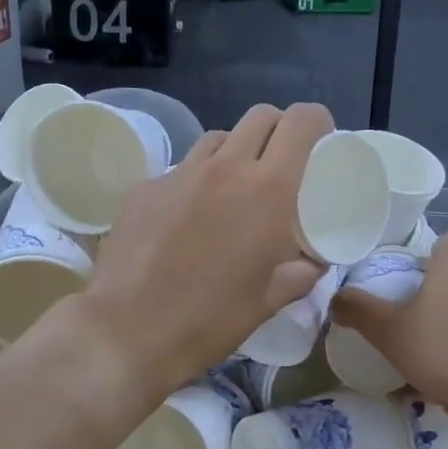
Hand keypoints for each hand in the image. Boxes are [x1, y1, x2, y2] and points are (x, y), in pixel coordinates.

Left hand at [78, 104, 332, 394]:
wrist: (128, 331)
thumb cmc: (209, 320)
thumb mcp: (267, 302)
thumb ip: (300, 274)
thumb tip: (312, 263)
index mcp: (267, 191)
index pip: (301, 122)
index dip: (317, 124)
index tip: (320, 145)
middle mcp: (224, 168)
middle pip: (260, 117)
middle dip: (277, 131)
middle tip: (279, 166)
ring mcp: (179, 174)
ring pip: (217, 138)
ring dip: (234, 152)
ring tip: (231, 189)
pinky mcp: (143, 188)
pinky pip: (179, 170)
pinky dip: (194, 182)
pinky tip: (186, 218)